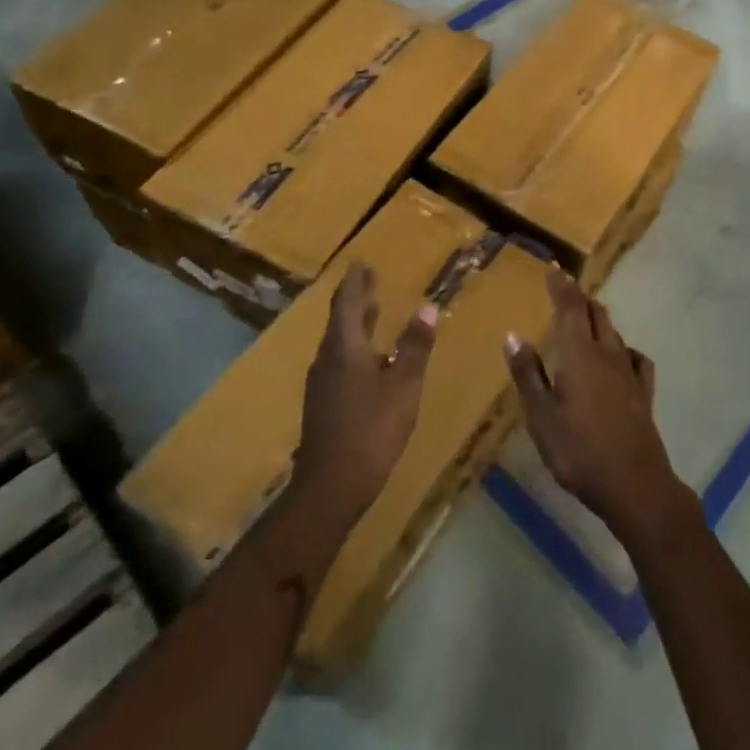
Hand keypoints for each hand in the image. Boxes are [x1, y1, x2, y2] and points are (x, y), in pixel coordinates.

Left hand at [292, 264, 435, 521]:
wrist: (330, 487)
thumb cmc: (371, 429)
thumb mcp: (403, 385)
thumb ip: (415, 346)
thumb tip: (427, 306)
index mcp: (344, 348)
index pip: (347, 303)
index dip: (355, 282)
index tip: (362, 262)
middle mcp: (327, 359)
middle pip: (341, 320)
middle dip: (357, 299)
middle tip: (370, 280)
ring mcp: (322, 384)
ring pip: (340, 343)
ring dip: (357, 324)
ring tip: (373, 311)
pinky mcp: (324, 404)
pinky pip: (340, 362)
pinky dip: (357, 347)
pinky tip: (372, 359)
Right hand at [505, 270, 687, 540]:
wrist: (634, 484)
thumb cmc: (578, 450)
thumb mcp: (541, 416)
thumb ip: (528, 374)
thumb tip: (513, 334)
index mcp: (579, 354)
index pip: (570, 308)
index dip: (562, 286)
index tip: (555, 267)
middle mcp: (607, 354)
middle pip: (595, 314)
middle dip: (580, 298)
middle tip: (566, 289)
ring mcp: (629, 372)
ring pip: (614, 332)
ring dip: (598, 319)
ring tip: (586, 316)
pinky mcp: (643, 392)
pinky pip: (634, 358)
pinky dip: (623, 348)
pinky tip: (621, 356)